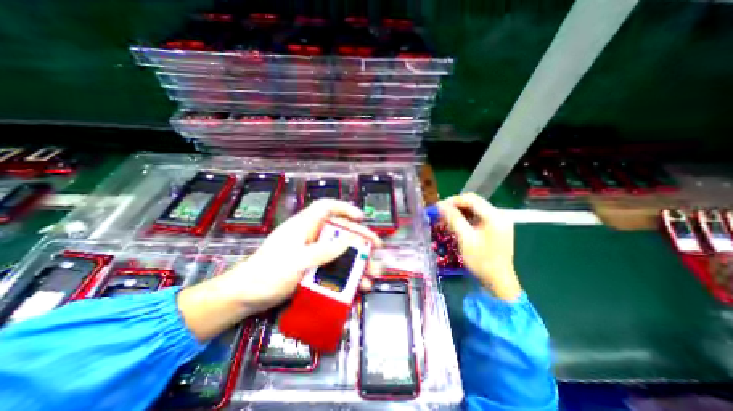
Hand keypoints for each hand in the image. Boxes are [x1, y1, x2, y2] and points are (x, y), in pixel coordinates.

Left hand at [180, 200, 379, 342]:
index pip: (326, 207)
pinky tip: (358, 286)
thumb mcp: (297, 262)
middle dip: (360, 239)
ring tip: (373, 273)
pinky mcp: (311, 267)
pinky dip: (347, 275)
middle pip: (339, 231)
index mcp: (303, 226)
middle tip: (377, 248)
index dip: (345, 209)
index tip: (361, 218)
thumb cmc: (267, 274)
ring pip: (340, 251)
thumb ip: (323, 251)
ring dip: (358, 261)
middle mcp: (310, 236)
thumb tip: (349, 241)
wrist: (244, 297)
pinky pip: (334, 267)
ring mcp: (312, 253)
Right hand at [434, 193, 519, 301]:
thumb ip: (453, 219)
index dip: (453, 200)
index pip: (471, 199)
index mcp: (495, 216)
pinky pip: (477, 217)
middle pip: (473, 202)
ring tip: (445, 219)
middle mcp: (499, 215)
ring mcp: (498, 221)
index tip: (438, 207)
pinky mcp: (495, 227)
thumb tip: (440, 205)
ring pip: (474, 209)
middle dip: (455, 206)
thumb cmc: (482, 261)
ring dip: (459, 212)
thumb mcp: (465, 239)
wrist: (498, 281)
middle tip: (440, 214)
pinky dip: (465, 219)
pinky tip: (455, 225)